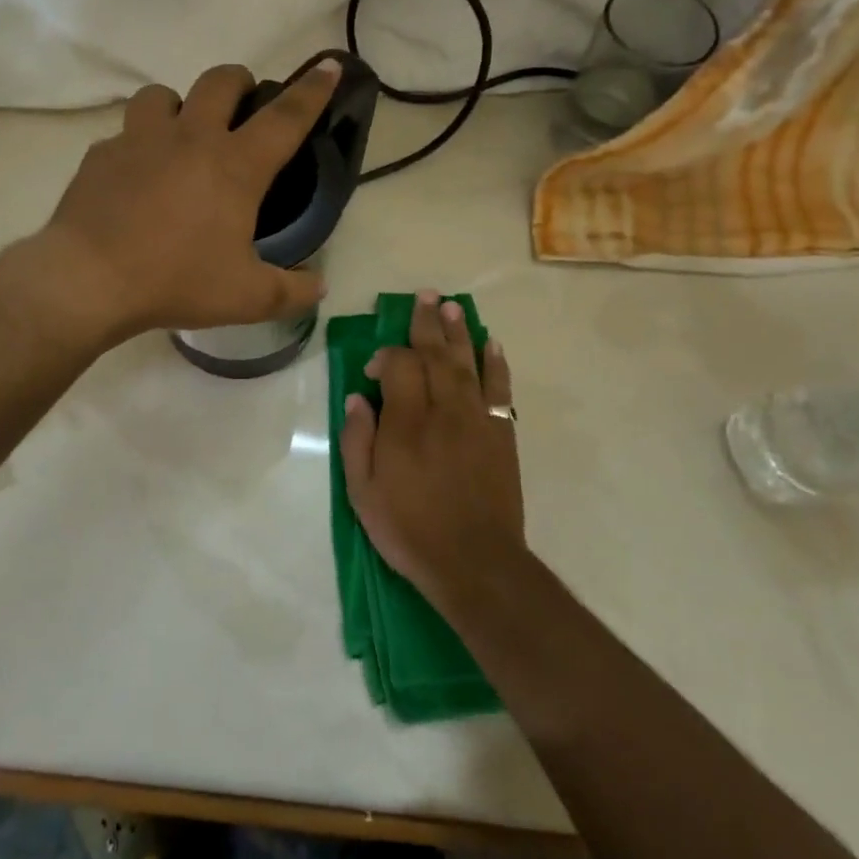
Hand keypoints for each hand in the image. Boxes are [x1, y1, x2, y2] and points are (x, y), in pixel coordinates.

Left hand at [40, 59, 340, 339]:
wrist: (89, 280)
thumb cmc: (176, 281)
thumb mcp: (246, 297)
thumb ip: (291, 291)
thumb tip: (320, 287)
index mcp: (235, 166)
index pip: (285, 118)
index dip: (312, 90)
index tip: (328, 65)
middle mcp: (190, 138)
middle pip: (220, 81)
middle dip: (239, 83)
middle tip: (242, 108)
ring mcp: (140, 140)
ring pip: (162, 94)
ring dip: (178, 106)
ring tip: (180, 135)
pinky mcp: (101, 154)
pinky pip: (124, 133)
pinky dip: (137, 145)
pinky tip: (134, 176)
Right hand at [339, 292, 525, 607]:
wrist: (475, 562)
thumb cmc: (410, 529)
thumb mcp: (363, 492)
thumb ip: (357, 440)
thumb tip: (357, 398)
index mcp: (407, 422)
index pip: (399, 366)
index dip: (384, 356)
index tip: (372, 370)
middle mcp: (444, 410)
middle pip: (436, 354)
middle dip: (427, 323)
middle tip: (425, 296)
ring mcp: (477, 420)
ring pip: (468, 363)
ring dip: (459, 332)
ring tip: (453, 306)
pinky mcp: (500, 434)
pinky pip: (499, 389)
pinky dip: (496, 364)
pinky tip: (492, 345)